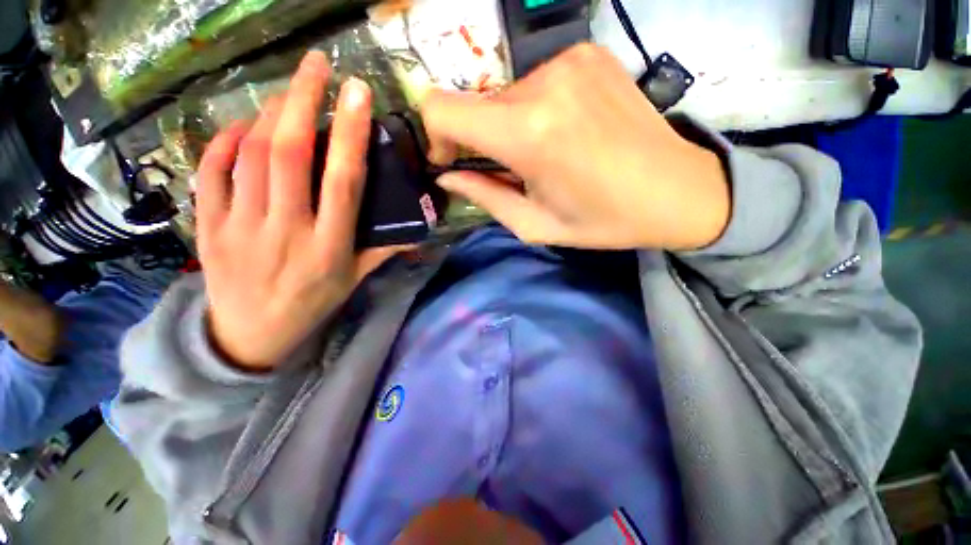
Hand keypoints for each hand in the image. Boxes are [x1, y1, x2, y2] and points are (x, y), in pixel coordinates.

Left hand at [196, 52, 399, 370]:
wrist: (250, 336)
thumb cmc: (312, 304)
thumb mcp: (354, 280)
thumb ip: (383, 251)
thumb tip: (415, 231)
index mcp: (329, 246)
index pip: (343, 182)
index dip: (351, 134)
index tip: (358, 92)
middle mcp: (286, 230)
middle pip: (289, 154)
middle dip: (303, 100)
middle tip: (317, 64)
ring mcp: (240, 227)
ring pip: (250, 155)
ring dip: (270, 114)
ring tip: (288, 93)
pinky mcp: (208, 226)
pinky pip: (211, 173)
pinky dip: (225, 142)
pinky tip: (243, 127)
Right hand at [421, 44, 730, 250]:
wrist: (678, 190)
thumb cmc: (602, 220)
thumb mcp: (535, 224)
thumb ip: (484, 196)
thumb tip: (448, 177)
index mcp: (528, 133)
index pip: (442, 108)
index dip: (436, 134)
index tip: (453, 159)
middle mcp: (544, 83)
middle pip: (478, 104)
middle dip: (481, 138)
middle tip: (509, 168)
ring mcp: (570, 61)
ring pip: (507, 94)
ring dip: (511, 125)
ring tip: (543, 154)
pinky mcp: (588, 54)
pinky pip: (537, 82)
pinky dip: (537, 109)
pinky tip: (565, 131)